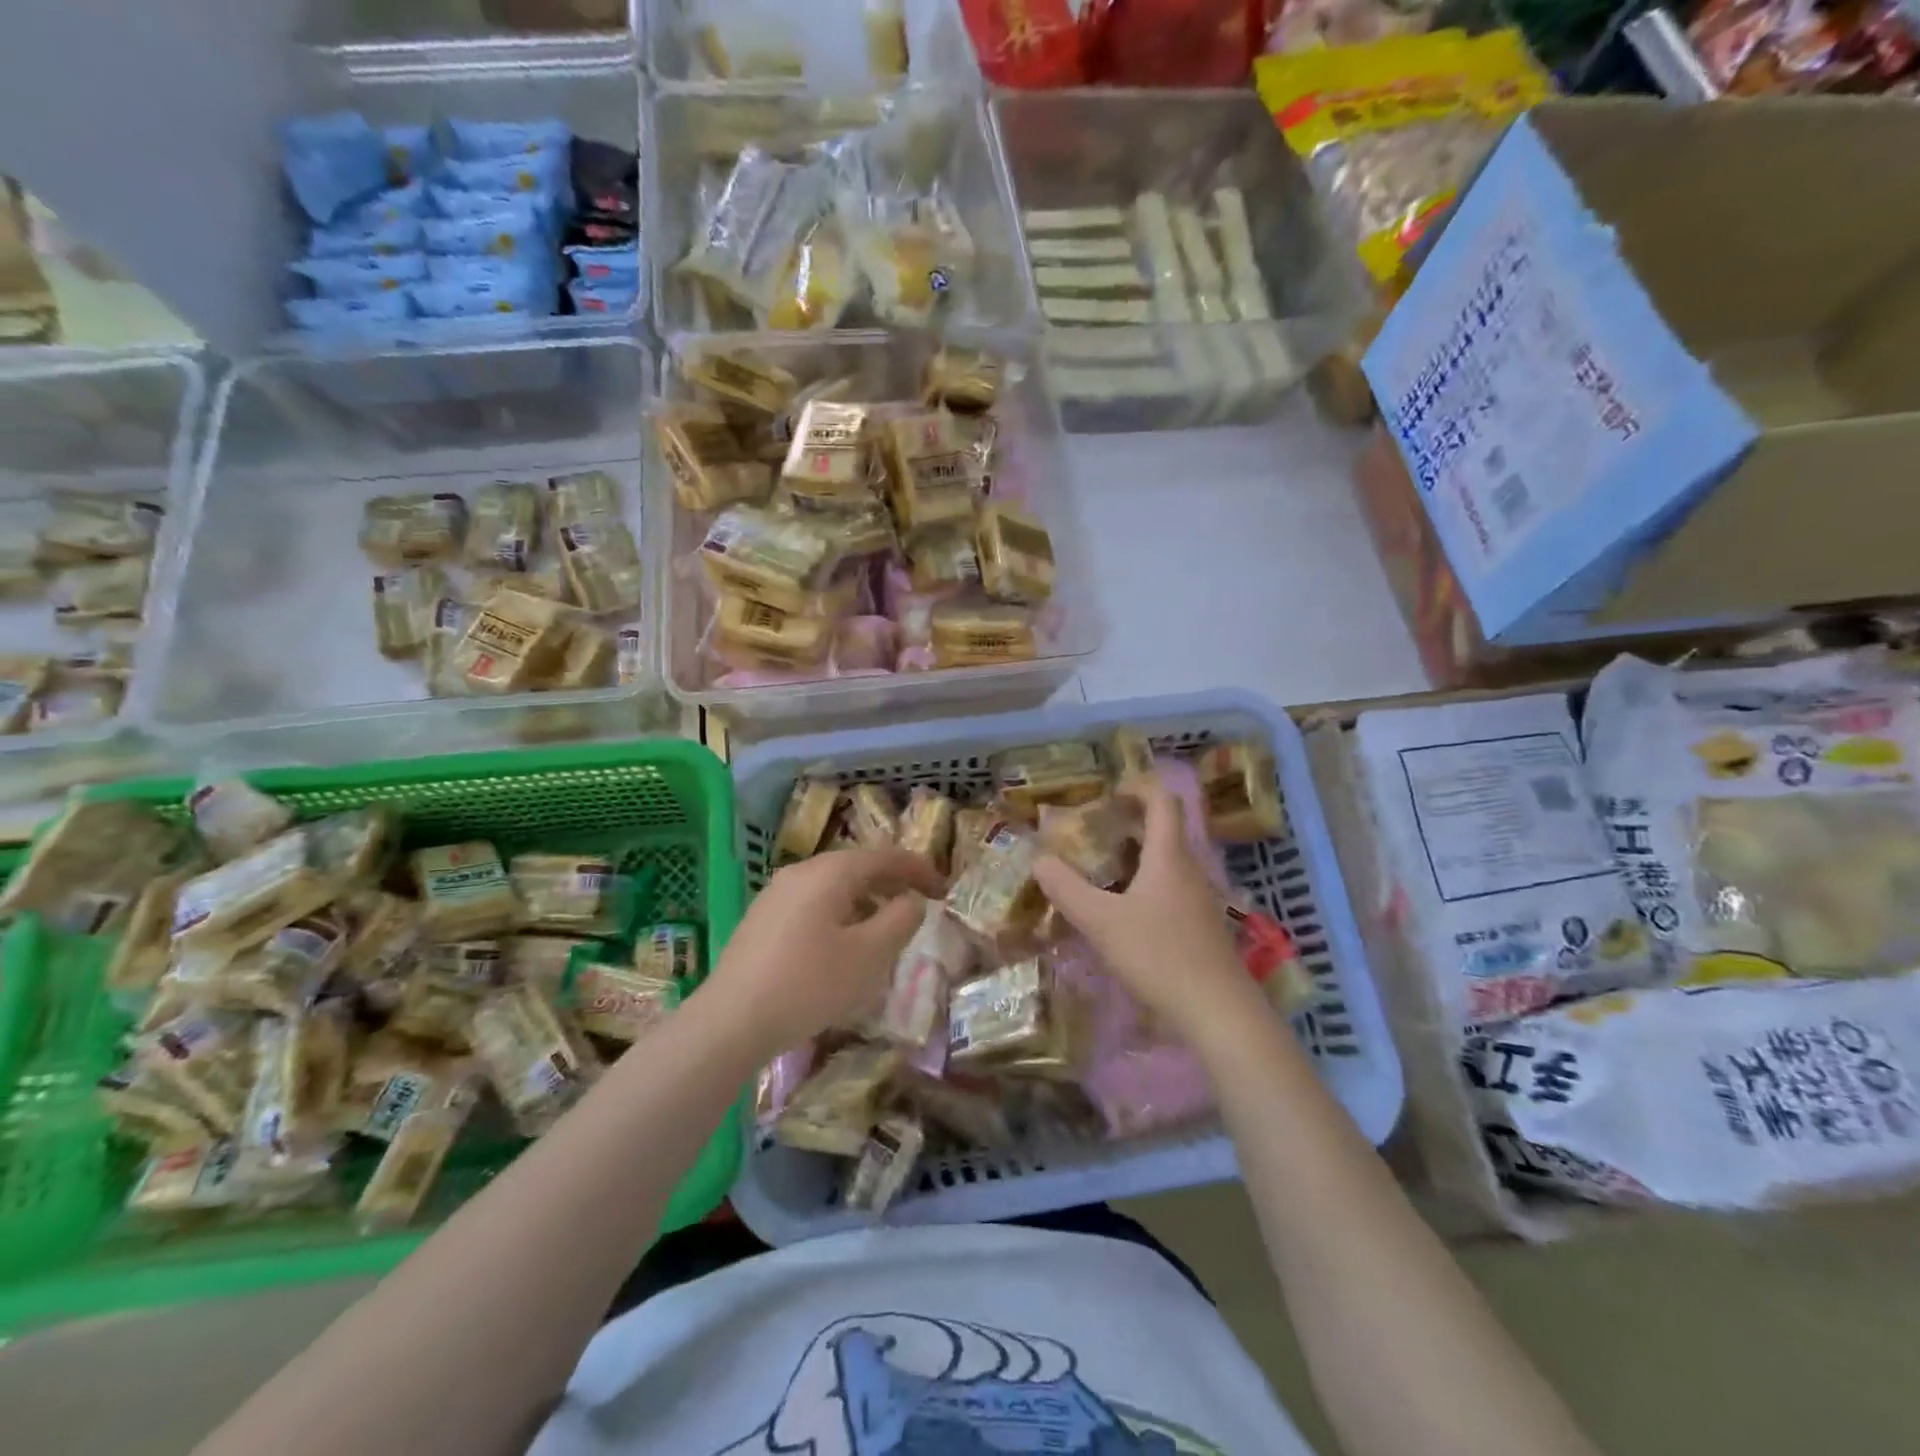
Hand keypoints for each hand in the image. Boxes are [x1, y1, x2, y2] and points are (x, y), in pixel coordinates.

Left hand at [703, 848, 943, 1059]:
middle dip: (892, 883)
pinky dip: (840, 913)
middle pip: (857, 867)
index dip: (918, 870)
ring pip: (833, 886)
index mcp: (830, 872)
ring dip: (866, 899)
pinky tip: (843, 944)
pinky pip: (812, 904)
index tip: (944, 890)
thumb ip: (900, 920)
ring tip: (885, 925)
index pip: (885, 857)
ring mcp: (776, 894)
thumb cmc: (809, 984)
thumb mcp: (869, 955)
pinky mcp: (762, 919)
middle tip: (920, 904)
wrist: (730, 1022)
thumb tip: (911, 900)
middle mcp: (801, 872)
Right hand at [1034, 774, 1262, 1043]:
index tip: (1109, 795)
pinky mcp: (1203, 925)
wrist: (1219, 1011)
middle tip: (1094, 835)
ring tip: (1102, 872)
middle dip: (1129, 824)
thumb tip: (1039, 860)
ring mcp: (1200, 898)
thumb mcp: (1101, 922)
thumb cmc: (1159, 955)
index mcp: (1169, 856)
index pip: (1163, 800)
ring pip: (1167, 861)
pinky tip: (1125, 914)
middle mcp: (1189, 869)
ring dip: (1137, 856)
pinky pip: (1172, 888)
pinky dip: (1147, 884)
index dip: (1138, 787)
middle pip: (1164, 829)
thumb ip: (1067, 889)